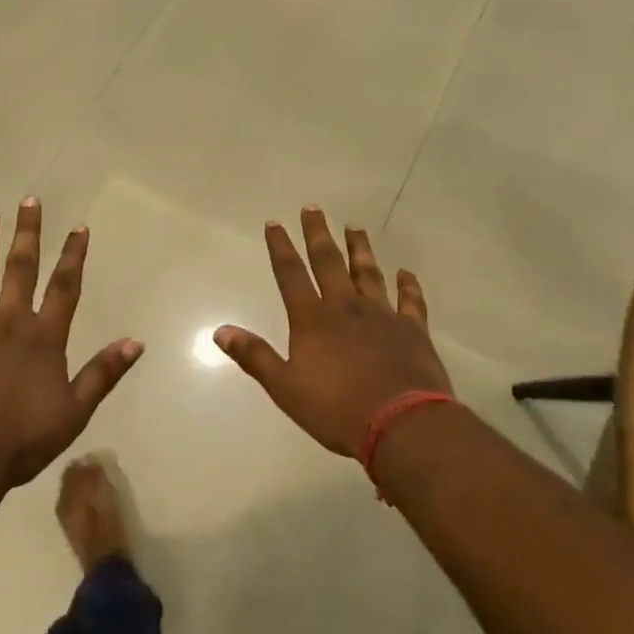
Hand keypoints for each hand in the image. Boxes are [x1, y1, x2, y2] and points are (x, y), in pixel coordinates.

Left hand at [0, 199, 143, 487]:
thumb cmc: (21, 439)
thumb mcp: (74, 411)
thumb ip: (103, 373)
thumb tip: (136, 341)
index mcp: (43, 337)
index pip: (65, 286)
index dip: (73, 255)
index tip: (79, 226)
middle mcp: (9, 321)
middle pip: (21, 268)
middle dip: (27, 233)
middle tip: (29, 201)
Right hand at [217, 207, 449, 456]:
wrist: (402, 425)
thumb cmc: (337, 409)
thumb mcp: (285, 388)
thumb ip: (254, 356)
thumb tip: (220, 331)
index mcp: (312, 319)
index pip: (291, 274)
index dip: (280, 247)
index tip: (275, 223)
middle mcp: (345, 307)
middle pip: (329, 262)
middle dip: (318, 234)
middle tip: (313, 208)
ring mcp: (382, 316)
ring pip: (368, 273)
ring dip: (360, 249)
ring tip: (356, 227)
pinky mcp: (413, 331)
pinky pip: (411, 301)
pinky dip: (409, 286)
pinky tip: (406, 273)